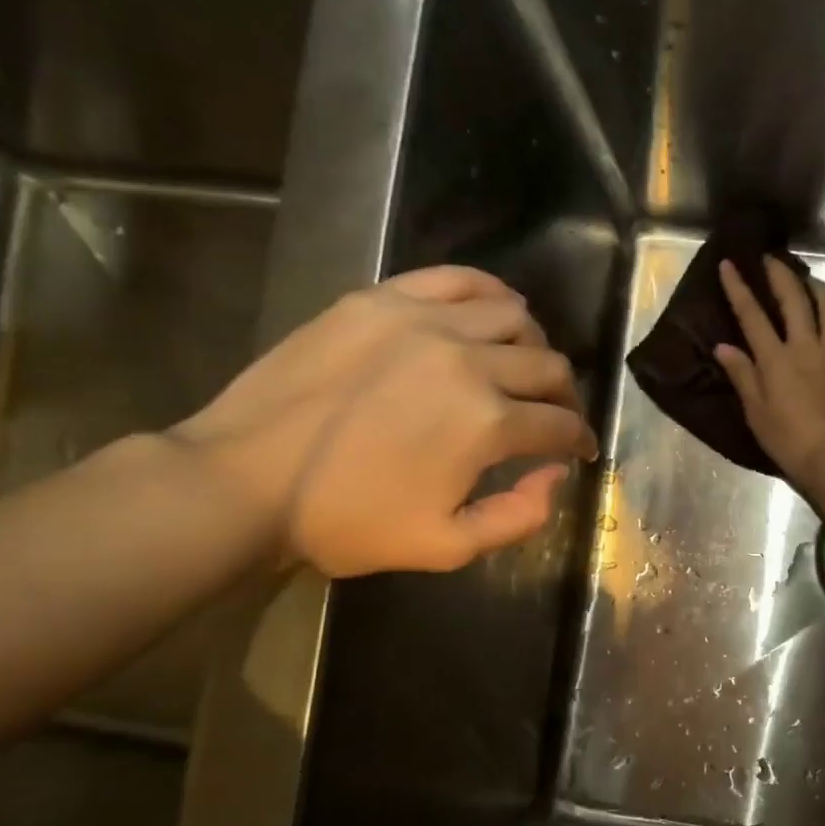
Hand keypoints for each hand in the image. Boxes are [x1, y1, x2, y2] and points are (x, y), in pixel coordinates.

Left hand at [170, 266, 596, 576]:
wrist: (244, 481)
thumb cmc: (347, 522)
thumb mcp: (446, 547)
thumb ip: (519, 517)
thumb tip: (557, 475)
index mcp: (486, 424)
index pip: (560, 424)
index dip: (580, 441)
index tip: (580, 451)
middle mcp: (468, 361)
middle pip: (548, 366)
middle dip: (566, 396)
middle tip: (556, 415)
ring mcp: (422, 321)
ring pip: (514, 316)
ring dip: (535, 346)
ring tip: (523, 367)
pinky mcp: (381, 300)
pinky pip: (457, 279)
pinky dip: (491, 292)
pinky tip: (495, 311)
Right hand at [714, 257, 824, 486]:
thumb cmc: (787, 439)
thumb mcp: (756, 411)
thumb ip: (742, 375)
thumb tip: (723, 347)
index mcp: (777, 359)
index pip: (753, 316)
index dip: (739, 288)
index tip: (730, 264)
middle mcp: (807, 346)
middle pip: (795, 300)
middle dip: (781, 275)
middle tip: (773, 260)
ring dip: (820, 288)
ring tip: (812, 282)